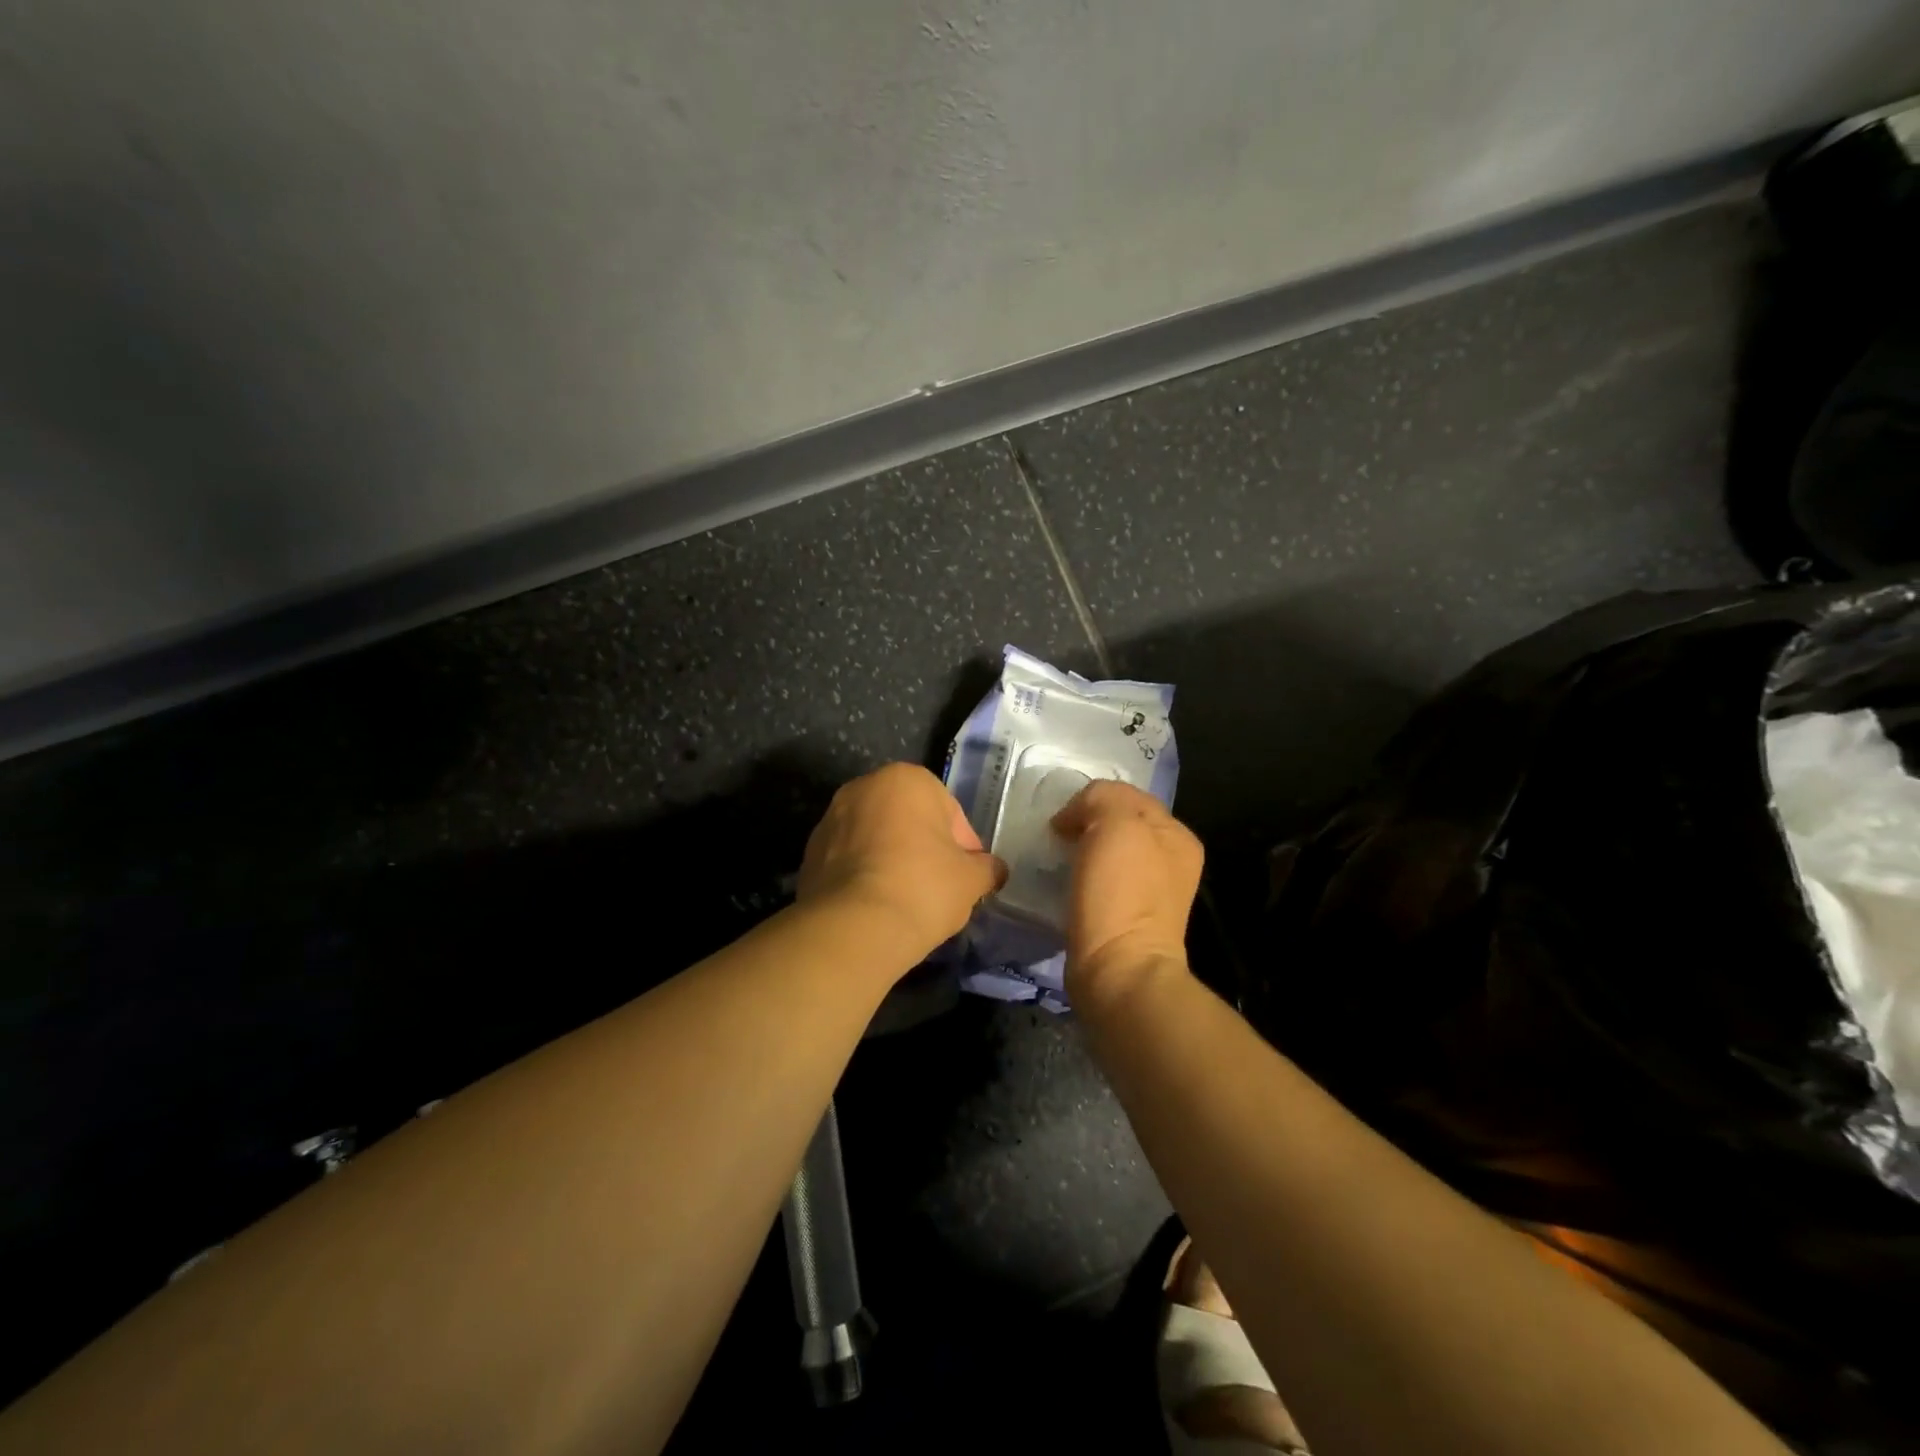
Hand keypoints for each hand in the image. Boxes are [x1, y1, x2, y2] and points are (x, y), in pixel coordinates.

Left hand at [799, 763, 1006, 961]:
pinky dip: (864, 876)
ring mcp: (830, 819)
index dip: (963, 847)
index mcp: (906, 779)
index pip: (949, 812)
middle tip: (939, 888)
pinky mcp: (809, 853)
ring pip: (876, 839)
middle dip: (925, 849)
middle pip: (909, 820)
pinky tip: (876, 907)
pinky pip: (849, 861)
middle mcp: (862, 787)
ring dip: (893, 861)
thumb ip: (987, 868)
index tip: (966, 877)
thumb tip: (995, 870)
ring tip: (906, 901)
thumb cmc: (922, 887)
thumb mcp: (971, 880)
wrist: (852, 928)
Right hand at [1051, 781, 1203, 1000]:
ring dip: (1081, 852)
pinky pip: (1099, 883)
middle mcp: (1170, 862)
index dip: (1092, 800)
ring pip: (1107, 854)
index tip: (1062, 820)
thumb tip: (1078, 814)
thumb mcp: (1116, 823)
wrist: (1118, 971)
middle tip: (1056, 837)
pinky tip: (1064, 886)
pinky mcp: (1125, 920)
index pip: (1128, 796)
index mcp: (1177, 836)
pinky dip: (1080, 879)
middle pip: (1119, 825)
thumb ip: (1102, 798)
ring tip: (1056, 860)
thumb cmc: (1121, 893)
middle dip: (1087, 825)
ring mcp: (1150, 894)